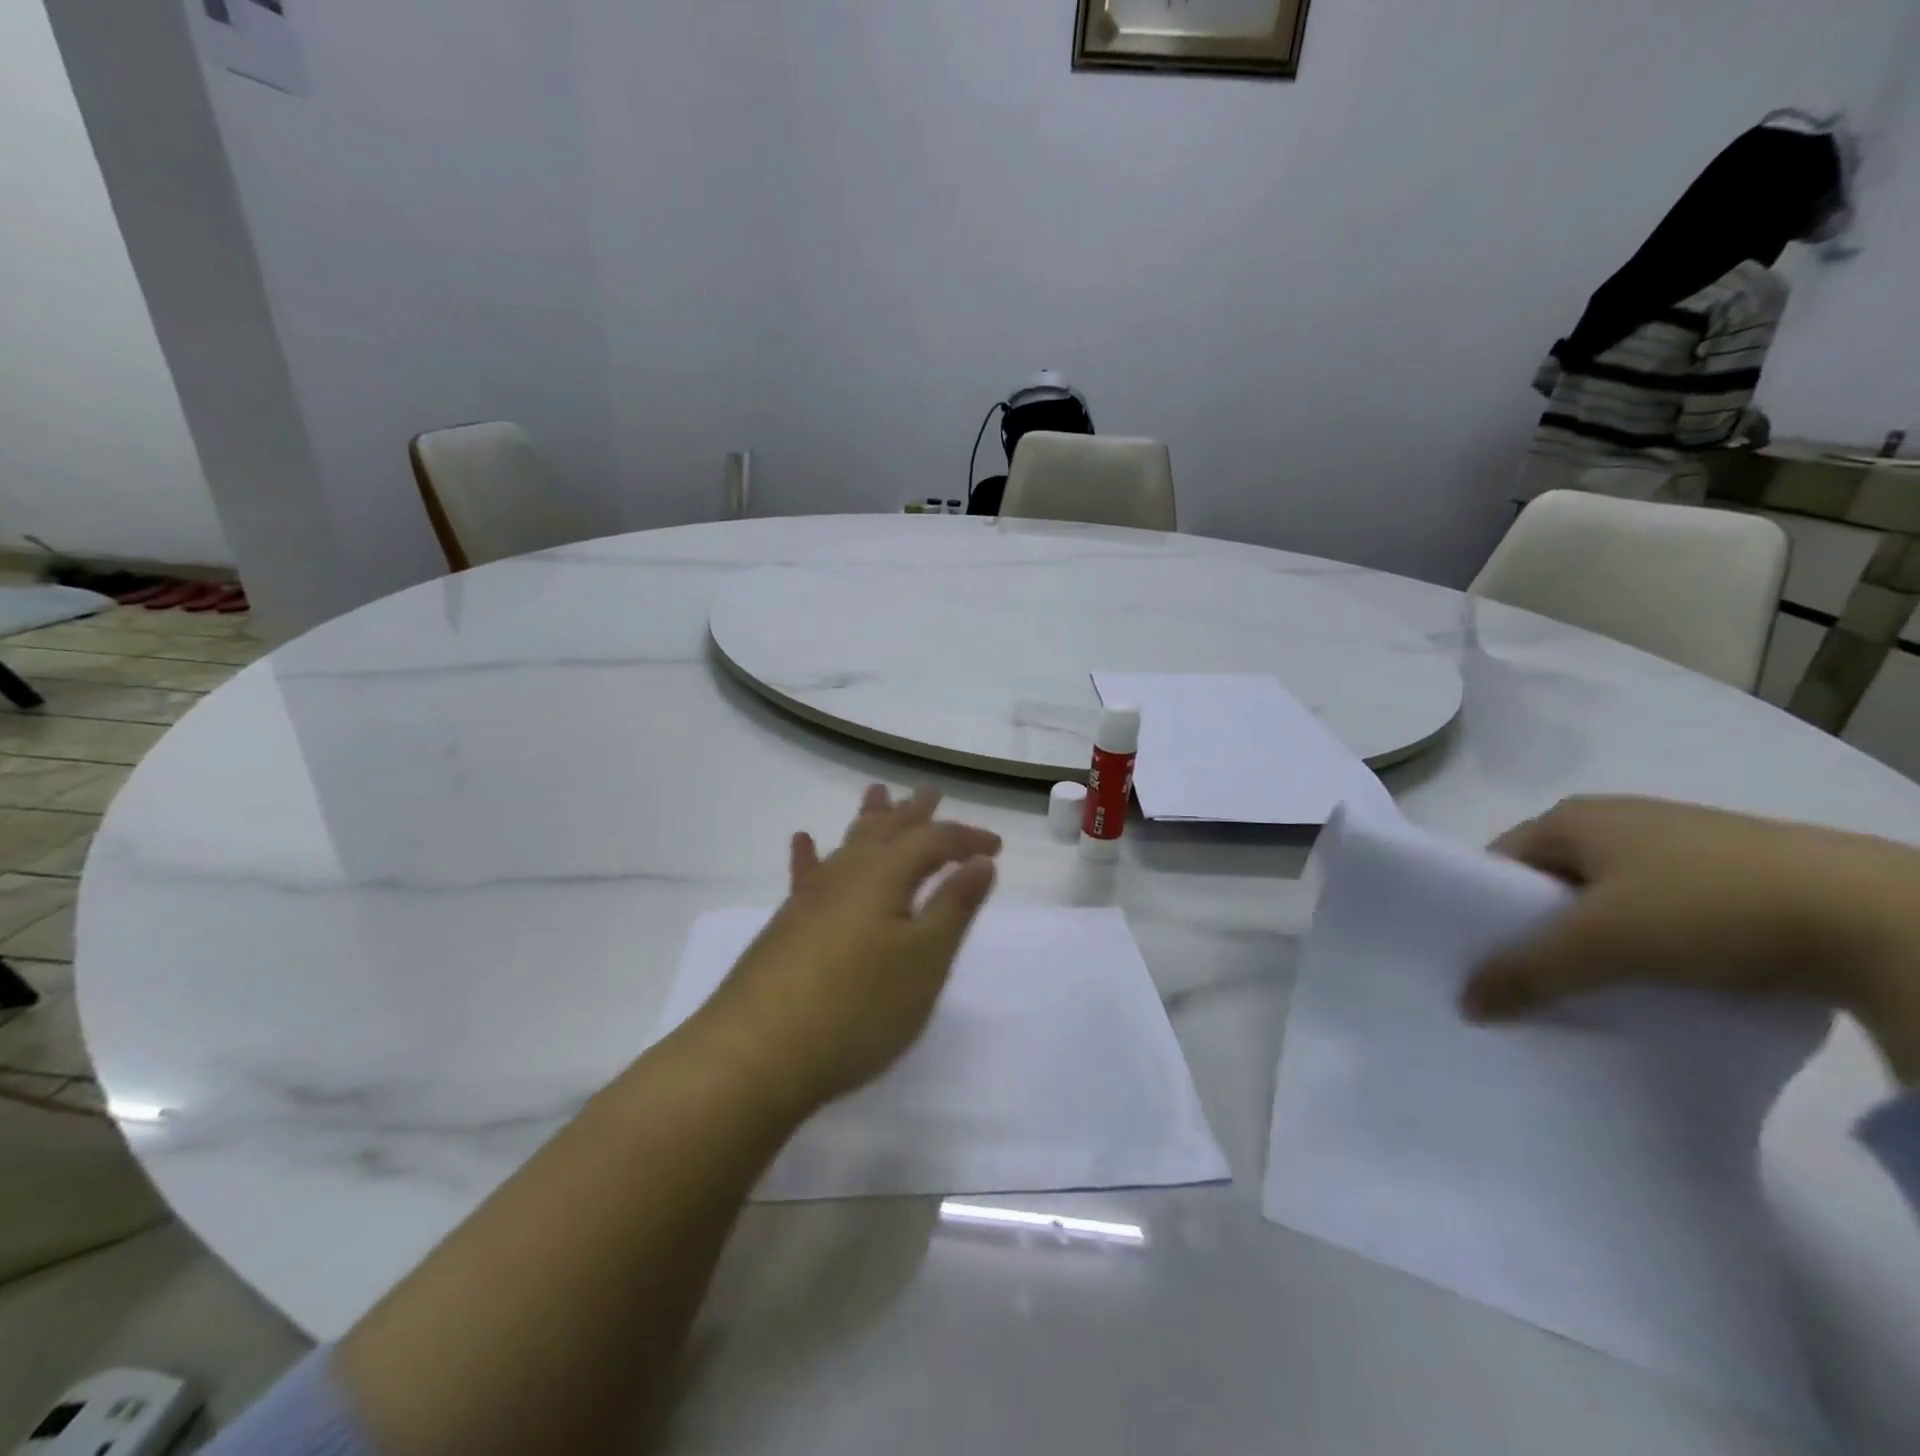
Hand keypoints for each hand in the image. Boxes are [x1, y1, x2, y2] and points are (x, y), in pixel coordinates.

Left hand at [695, 786, 1001, 1116]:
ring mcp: (812, 898)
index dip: (967, 838)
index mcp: (885, 875)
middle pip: (886, 831)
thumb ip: (953, 907)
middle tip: (930, 792)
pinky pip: (806, 875)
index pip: (934, 841)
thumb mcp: (924, 960)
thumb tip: (981, 862)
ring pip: (849, 845)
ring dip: (868, 820)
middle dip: (914, 813)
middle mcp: (847, 875)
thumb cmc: (857, 1007)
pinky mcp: (787, 925)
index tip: (996, 847)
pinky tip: (803, 841)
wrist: (756, 1054)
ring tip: (878, 795)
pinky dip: (810, 855)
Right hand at [1460, 797, 1919, 1079]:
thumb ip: (1526, 971)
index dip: (1484, 910)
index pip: (1499, 863)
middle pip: (1551, 883)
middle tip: (1533, 982)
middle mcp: (1617, 819)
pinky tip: (1663, 978)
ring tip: (1597, 987)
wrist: (1879, 916)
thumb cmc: (1705, 907)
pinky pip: (1659, 910)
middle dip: (1539, 931)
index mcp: (1572, 818)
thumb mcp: (1601, 944)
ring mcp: (1678, 844)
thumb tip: (1465, 1004)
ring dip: (1596, 942)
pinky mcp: (1731, 874)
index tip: (1485, 960)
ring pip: (1607, 900)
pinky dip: (1649, 943)